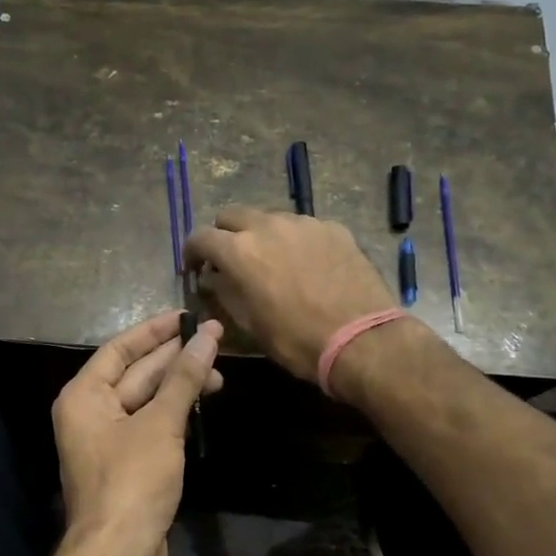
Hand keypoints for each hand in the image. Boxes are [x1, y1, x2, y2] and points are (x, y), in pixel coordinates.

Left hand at [52, 311, 223, 555]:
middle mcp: (90, 412)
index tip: (188, 316)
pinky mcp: (127, 463)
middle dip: (174, 358)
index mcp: (84, 395)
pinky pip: (151, 424)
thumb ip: (184, 378)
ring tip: (219, 375)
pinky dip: (175, 412)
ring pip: (147, 400)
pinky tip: (202, 403)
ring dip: (180, 386)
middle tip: (216, 340)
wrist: (119, 554)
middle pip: (135, 372)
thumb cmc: (133, 481)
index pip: (120, 348)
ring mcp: (108, 440)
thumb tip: (207, 336)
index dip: (154, 331)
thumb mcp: (161, 423)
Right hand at [185, 206, 394, 383]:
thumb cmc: (297, 340)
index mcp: (240, 251)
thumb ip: (225, 293)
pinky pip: (303, 227)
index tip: (195, 268)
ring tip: (272, 262)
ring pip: (269, 218)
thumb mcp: (250, 325)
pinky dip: (294, 241)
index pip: (201, 237)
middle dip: (224, 234)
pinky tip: (306, 266)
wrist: (363, 340)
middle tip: (230, 260)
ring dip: (261, 235)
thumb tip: (213, 278)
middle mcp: (268, 226)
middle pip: (232, 215)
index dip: (192, 252)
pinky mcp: (333, 228)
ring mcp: (304, 223)